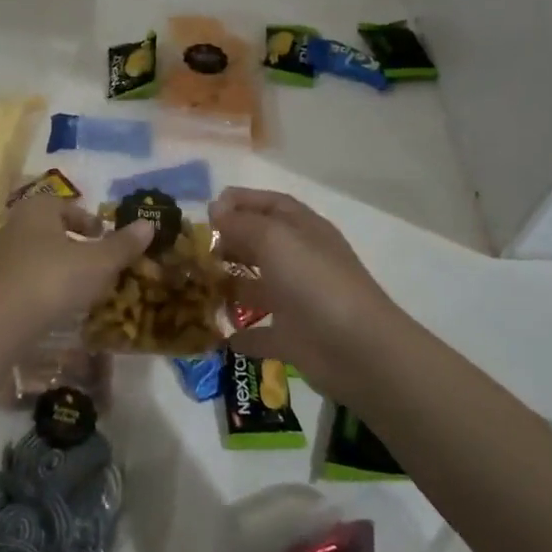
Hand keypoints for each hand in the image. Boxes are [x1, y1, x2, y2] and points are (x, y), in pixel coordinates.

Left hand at [0, 194, 153, 337]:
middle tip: (97, 262)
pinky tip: (58, 303)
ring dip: (60, 265)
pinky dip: (44, 284)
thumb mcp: (98, 262)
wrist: (3, 321)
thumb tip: (149, 224)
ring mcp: (2, 254)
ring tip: (82, 286)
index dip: (89, 221)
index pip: (67, 206)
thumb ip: (123, 244)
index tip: (104, 238)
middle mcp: (16, 224)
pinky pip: (27, 276)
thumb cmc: (54, 278)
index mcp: (38, 208)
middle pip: (52, 229)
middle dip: (75, 243)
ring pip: (39, 253)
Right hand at [212, 187, 400, 400]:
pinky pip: (260, 333)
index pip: (271, 204)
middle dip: (229, 242)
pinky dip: (240, 335)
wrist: (357, 350)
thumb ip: (241, 222)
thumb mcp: (274, 239)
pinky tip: (215, 335)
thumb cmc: (314, 282)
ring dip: (228, 286)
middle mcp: (300, 261)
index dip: (240, 201)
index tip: (207, 210)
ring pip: (256, 287)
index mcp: (303, 230)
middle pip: (260, 243)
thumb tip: (215, 210)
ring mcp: (297, 301)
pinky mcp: (292, 339)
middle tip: (194, 250)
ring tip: (195, 286)